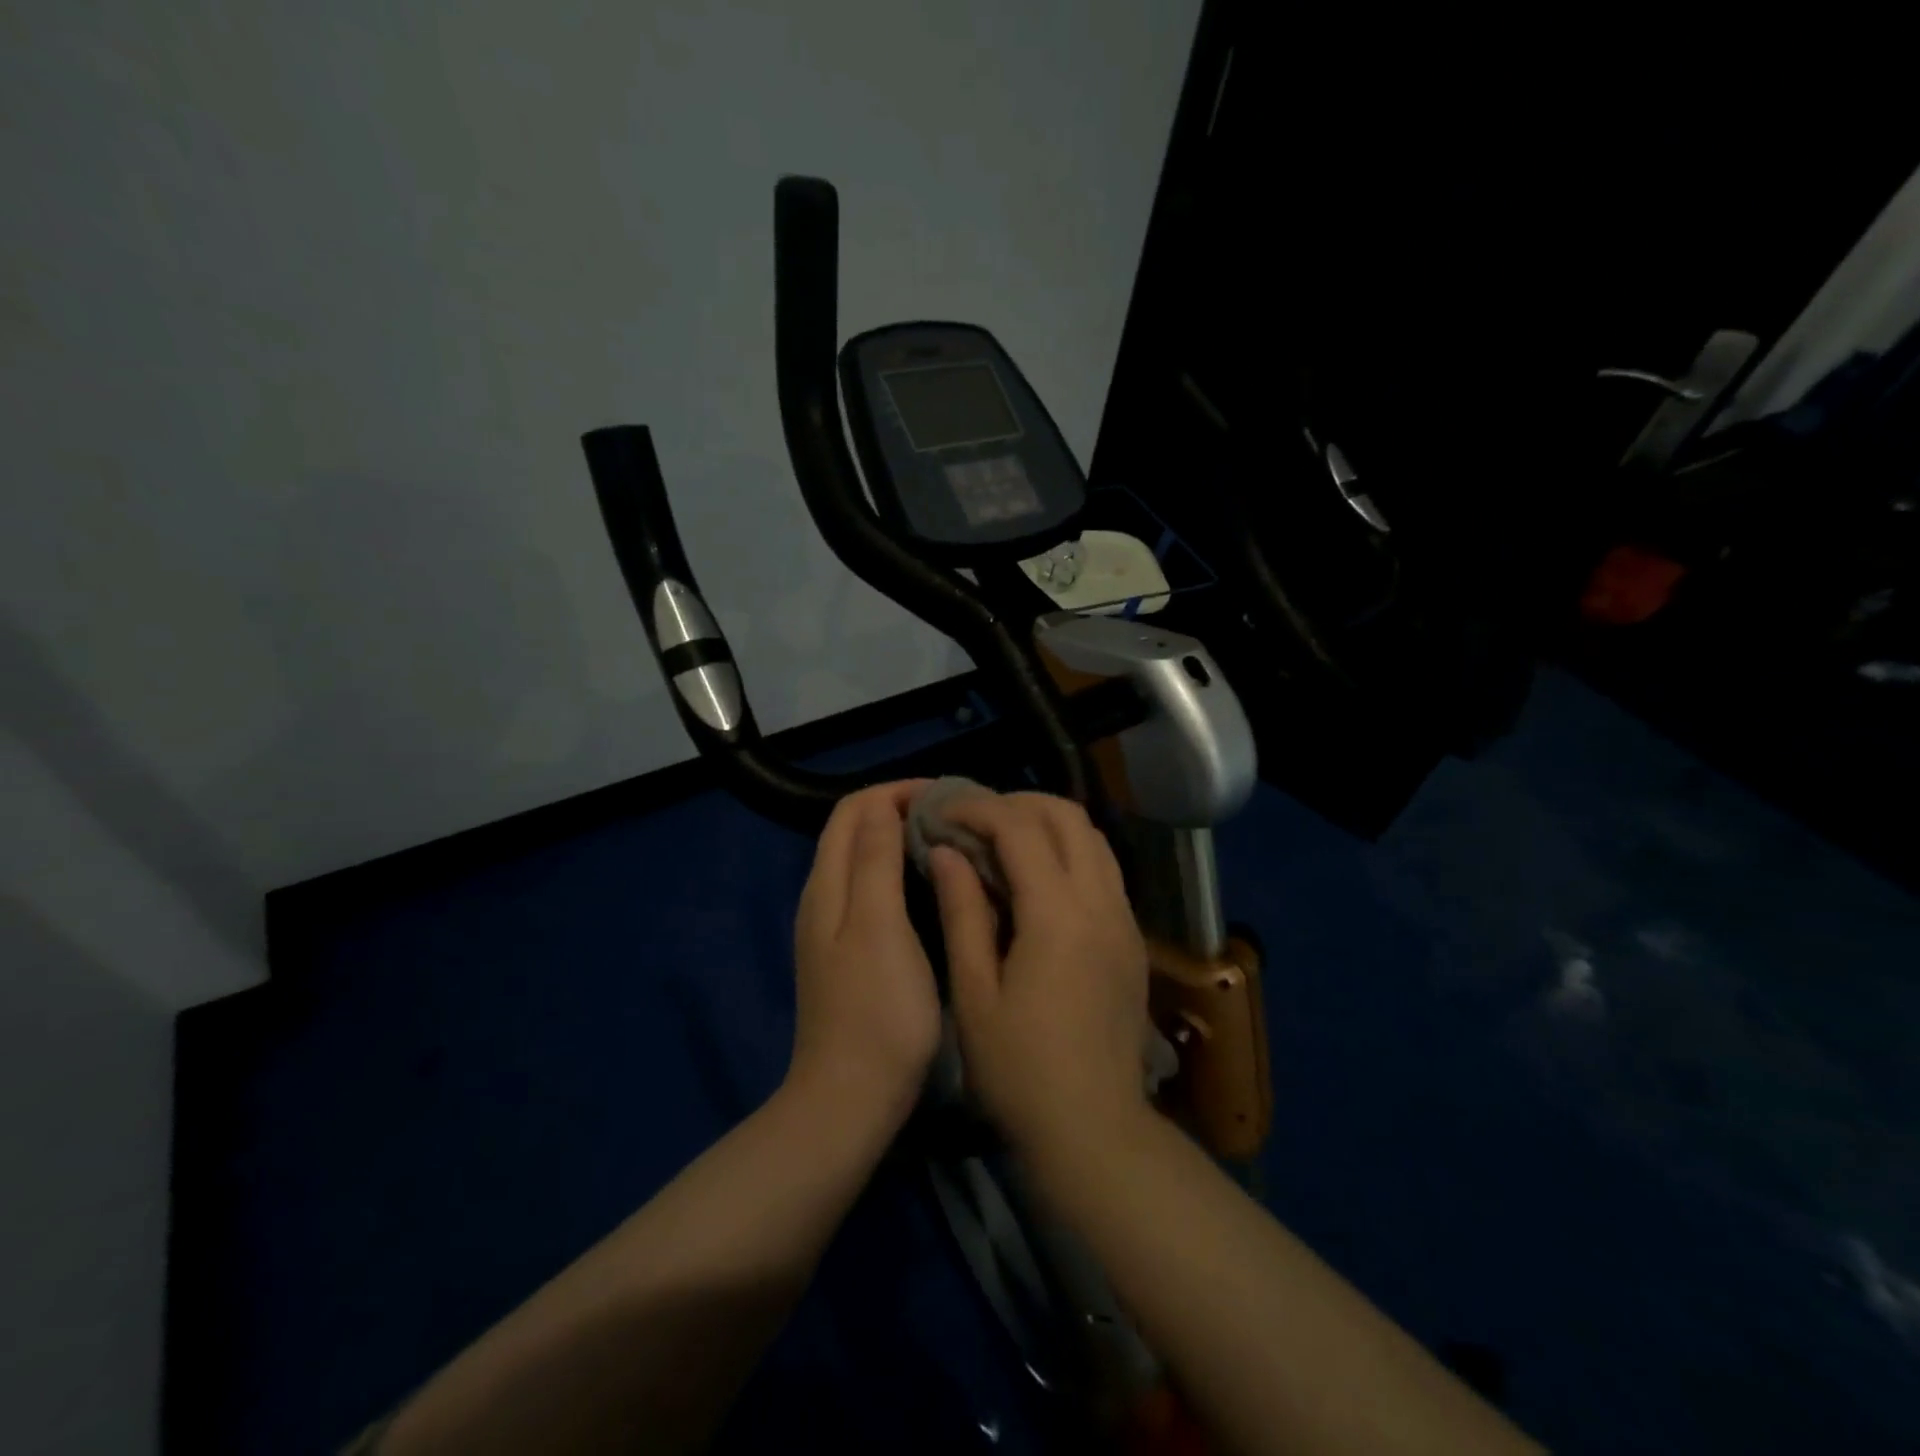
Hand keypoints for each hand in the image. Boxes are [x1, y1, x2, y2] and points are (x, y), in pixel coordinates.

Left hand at [787, 781, 942, 1130]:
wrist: (851, 1098)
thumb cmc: (876, 1010)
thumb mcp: (879, 926)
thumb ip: (876, 861)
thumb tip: (883, 805)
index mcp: (828, 885)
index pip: (853, 809)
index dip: (896, 791)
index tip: (946, 796)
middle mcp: (823, 898)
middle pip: (853, 830)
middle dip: (899, 809)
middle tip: (954, 814)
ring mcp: (834, 928)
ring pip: (863, 859)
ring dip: (900, 838)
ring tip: (948, 840)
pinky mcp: (849, 953)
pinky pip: (872, 889)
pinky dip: (899, 871)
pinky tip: (932, 885)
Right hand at [927, 792, 1150, 1157]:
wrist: (1094, 1131)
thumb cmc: (1019, 1071)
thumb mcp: (975, 992)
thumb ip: (962, 912)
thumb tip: (946, 853)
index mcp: (1058, 916)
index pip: (1020, 829)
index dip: (977, 809)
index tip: (942, 811)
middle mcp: (1101, 904)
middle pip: (1068, 817)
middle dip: (1018, 803)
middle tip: (974, 818)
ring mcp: (1125, 920)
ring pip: (1094, 839)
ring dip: (1048, 824)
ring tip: (1003, 839)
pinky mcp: (1133, 940)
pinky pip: (1104, 870)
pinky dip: (1070, 852)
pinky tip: (1038, 878)